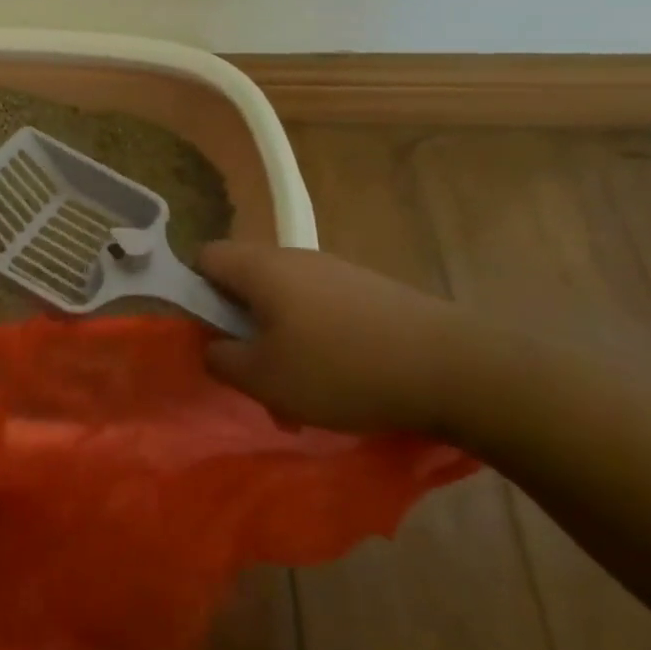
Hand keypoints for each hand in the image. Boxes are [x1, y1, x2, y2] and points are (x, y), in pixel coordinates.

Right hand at [198, 242, 478, 436]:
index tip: (206, 333)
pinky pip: (322, 310)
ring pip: (284, 301)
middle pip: (245, 281)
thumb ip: (220, 359)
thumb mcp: (263, 378)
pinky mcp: (371, 291)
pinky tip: (339, 383)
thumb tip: (213, 346)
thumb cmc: (341, 369)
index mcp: (261, 268)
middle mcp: (296, 257)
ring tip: (297, 392)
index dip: (193, 291)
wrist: (458, 370)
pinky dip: (315, 341)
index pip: (205, 257)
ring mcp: (338, 271)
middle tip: (252, 373)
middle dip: (239, 326)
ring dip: (278, 341)